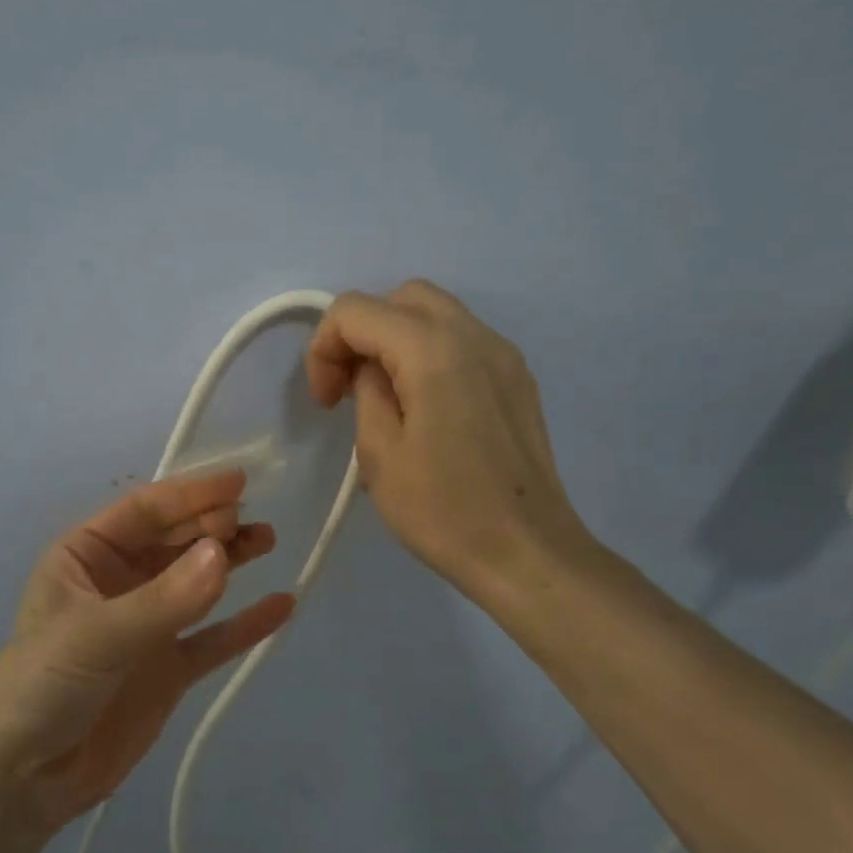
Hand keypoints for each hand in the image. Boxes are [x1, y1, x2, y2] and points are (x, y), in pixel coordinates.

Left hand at [0, 470, 293, 832]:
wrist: (21, 779)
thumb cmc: (43, 684)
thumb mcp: (97, 634)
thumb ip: (163, 599)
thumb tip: (224, 553)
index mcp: (86, 556)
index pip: (144, 511)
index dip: (190, 495)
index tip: (237, 483)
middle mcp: (118, 582)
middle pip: (174, 541)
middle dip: (211, 526)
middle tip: (252, 521)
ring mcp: (146, 626)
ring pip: (197, 582)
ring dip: (231, 560)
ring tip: (268, 539)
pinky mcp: (167, 669)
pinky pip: (212, 638)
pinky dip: (245, 623)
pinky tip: (282, 605)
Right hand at [304, 280, 594, 601]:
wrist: (528, 554)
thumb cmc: (444, 510)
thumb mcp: (380, 452)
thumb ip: (366, 391)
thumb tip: (371, 371)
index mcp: (433, 350)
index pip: (356, 310)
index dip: (324, 348)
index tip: (327, 401)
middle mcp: (475, 336)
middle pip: (400, 298)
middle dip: (361, 332)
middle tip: (349, 387)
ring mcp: (504, 355)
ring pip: (435, 313)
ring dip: (395, 340)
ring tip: (384, 396)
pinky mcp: (518, 379)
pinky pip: (462, 341)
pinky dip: (428, 353)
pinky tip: (424, 406)